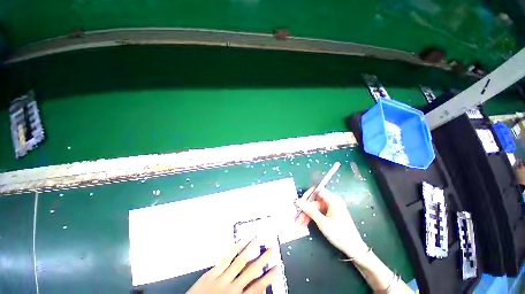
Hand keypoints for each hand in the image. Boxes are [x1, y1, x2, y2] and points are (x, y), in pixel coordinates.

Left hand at [187, 237, 278, 293]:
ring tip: (257, 239)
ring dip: (249, 249)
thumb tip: (259, 290)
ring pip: (239, 261)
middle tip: (271, 248)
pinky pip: (224, 259)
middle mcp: (232, 288)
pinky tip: (239, 241)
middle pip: (251, 271)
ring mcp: (222, 279)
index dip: (269, 277)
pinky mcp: (211, 273)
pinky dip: (233, 249)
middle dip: (262, 259)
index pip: (258, 287)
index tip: (278, 267)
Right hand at [295, 187, 367, 258]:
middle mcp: (332, 201)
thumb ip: (310, 210)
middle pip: (314, 200)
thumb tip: (299, 201)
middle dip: (305, 208)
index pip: (317, 190)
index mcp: (333, 199)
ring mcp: (331, 207)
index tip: (300, 203)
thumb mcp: (323, 222)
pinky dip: (311, 217)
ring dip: (306, 214)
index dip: (307, 195)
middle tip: (297, 216)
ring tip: (299, 222)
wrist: (354, 249)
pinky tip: (304, 223)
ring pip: (315, 207)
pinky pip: (318, 212)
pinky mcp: (330, 213)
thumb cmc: (340, 234)